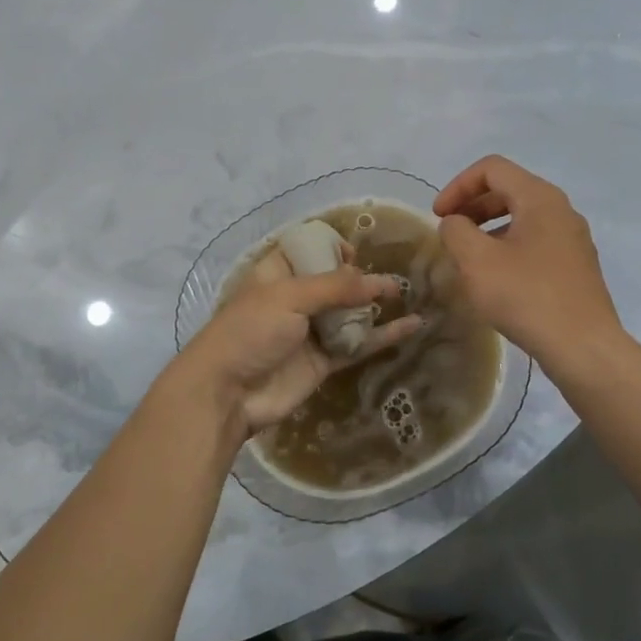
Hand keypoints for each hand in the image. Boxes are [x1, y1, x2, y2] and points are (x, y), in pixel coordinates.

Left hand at [172, 251, 421, 439]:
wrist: (227, 394)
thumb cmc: (250, 332)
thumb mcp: (288, 297)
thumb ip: (335, 287)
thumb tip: (379, 282)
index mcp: (277, 274)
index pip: (307, 249)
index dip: (331, 247)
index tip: (355, 253)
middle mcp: (295, 299)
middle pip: (334, 281)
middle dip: (361, 277)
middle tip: (389, 279)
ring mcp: (310, 331)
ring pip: (350, 313)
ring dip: (376, 304)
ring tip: (408, 295)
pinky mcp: (323, 361)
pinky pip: (358, 344)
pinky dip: (384, 336)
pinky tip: (413, 325)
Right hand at [433, 155, 621, 365]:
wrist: (582, 346)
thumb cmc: (526, 296)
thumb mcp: (476, 261)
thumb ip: (456, 231)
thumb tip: (455, 223)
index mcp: (540, 198)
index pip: (492, 169)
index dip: (457, 186)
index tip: (438, 216)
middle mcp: (561, 210)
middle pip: (508, 189)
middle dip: (472, 206)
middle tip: (449, 233)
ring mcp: (572, 239)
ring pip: (522, 217)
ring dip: (488, 229)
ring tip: (468, 257)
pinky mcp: (575, 266)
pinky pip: (535, 242)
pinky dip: (508, 247)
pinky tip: (495, 279)